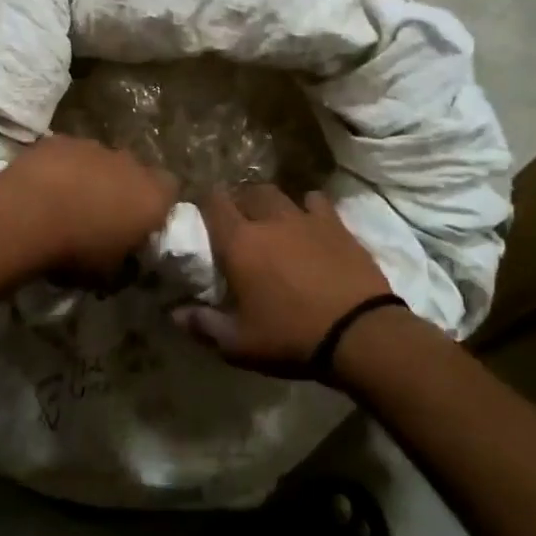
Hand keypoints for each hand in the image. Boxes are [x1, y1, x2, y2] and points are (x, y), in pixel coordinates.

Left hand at [0, 135, 178, 279]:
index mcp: (153, 197)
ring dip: (91, 177)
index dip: (156, 207)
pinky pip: (69, 154)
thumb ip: (124, 262)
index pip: (170, 192)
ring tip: (66, 203)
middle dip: (123, 189)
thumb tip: (124, 261)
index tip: (139, 226)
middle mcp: (130, 164)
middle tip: (102, 215)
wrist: (26, 216)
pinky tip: (43, 188)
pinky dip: (62, 168)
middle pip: (135, 172)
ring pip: (101, 161)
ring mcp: (94, 147)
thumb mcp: (108, 275)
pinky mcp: (61, 140)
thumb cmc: (76, 251)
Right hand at [178, 185, 395, 373]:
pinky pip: (317, 202)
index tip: (203, 216)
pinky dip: (308, 207)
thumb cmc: (291, 337)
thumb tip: (174, 314)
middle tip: (238, 224)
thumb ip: (204, 325)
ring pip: (280, 194)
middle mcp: (269, 220)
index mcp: (239, 243)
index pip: (213, 202)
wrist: (360, 334)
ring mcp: (306, 219)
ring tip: (272, 222)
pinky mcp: (337, 225)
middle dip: (239, 202)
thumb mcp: (239, 344)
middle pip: (248, 192)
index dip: (206, 203)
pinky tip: (309, 224)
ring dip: (270, 204)